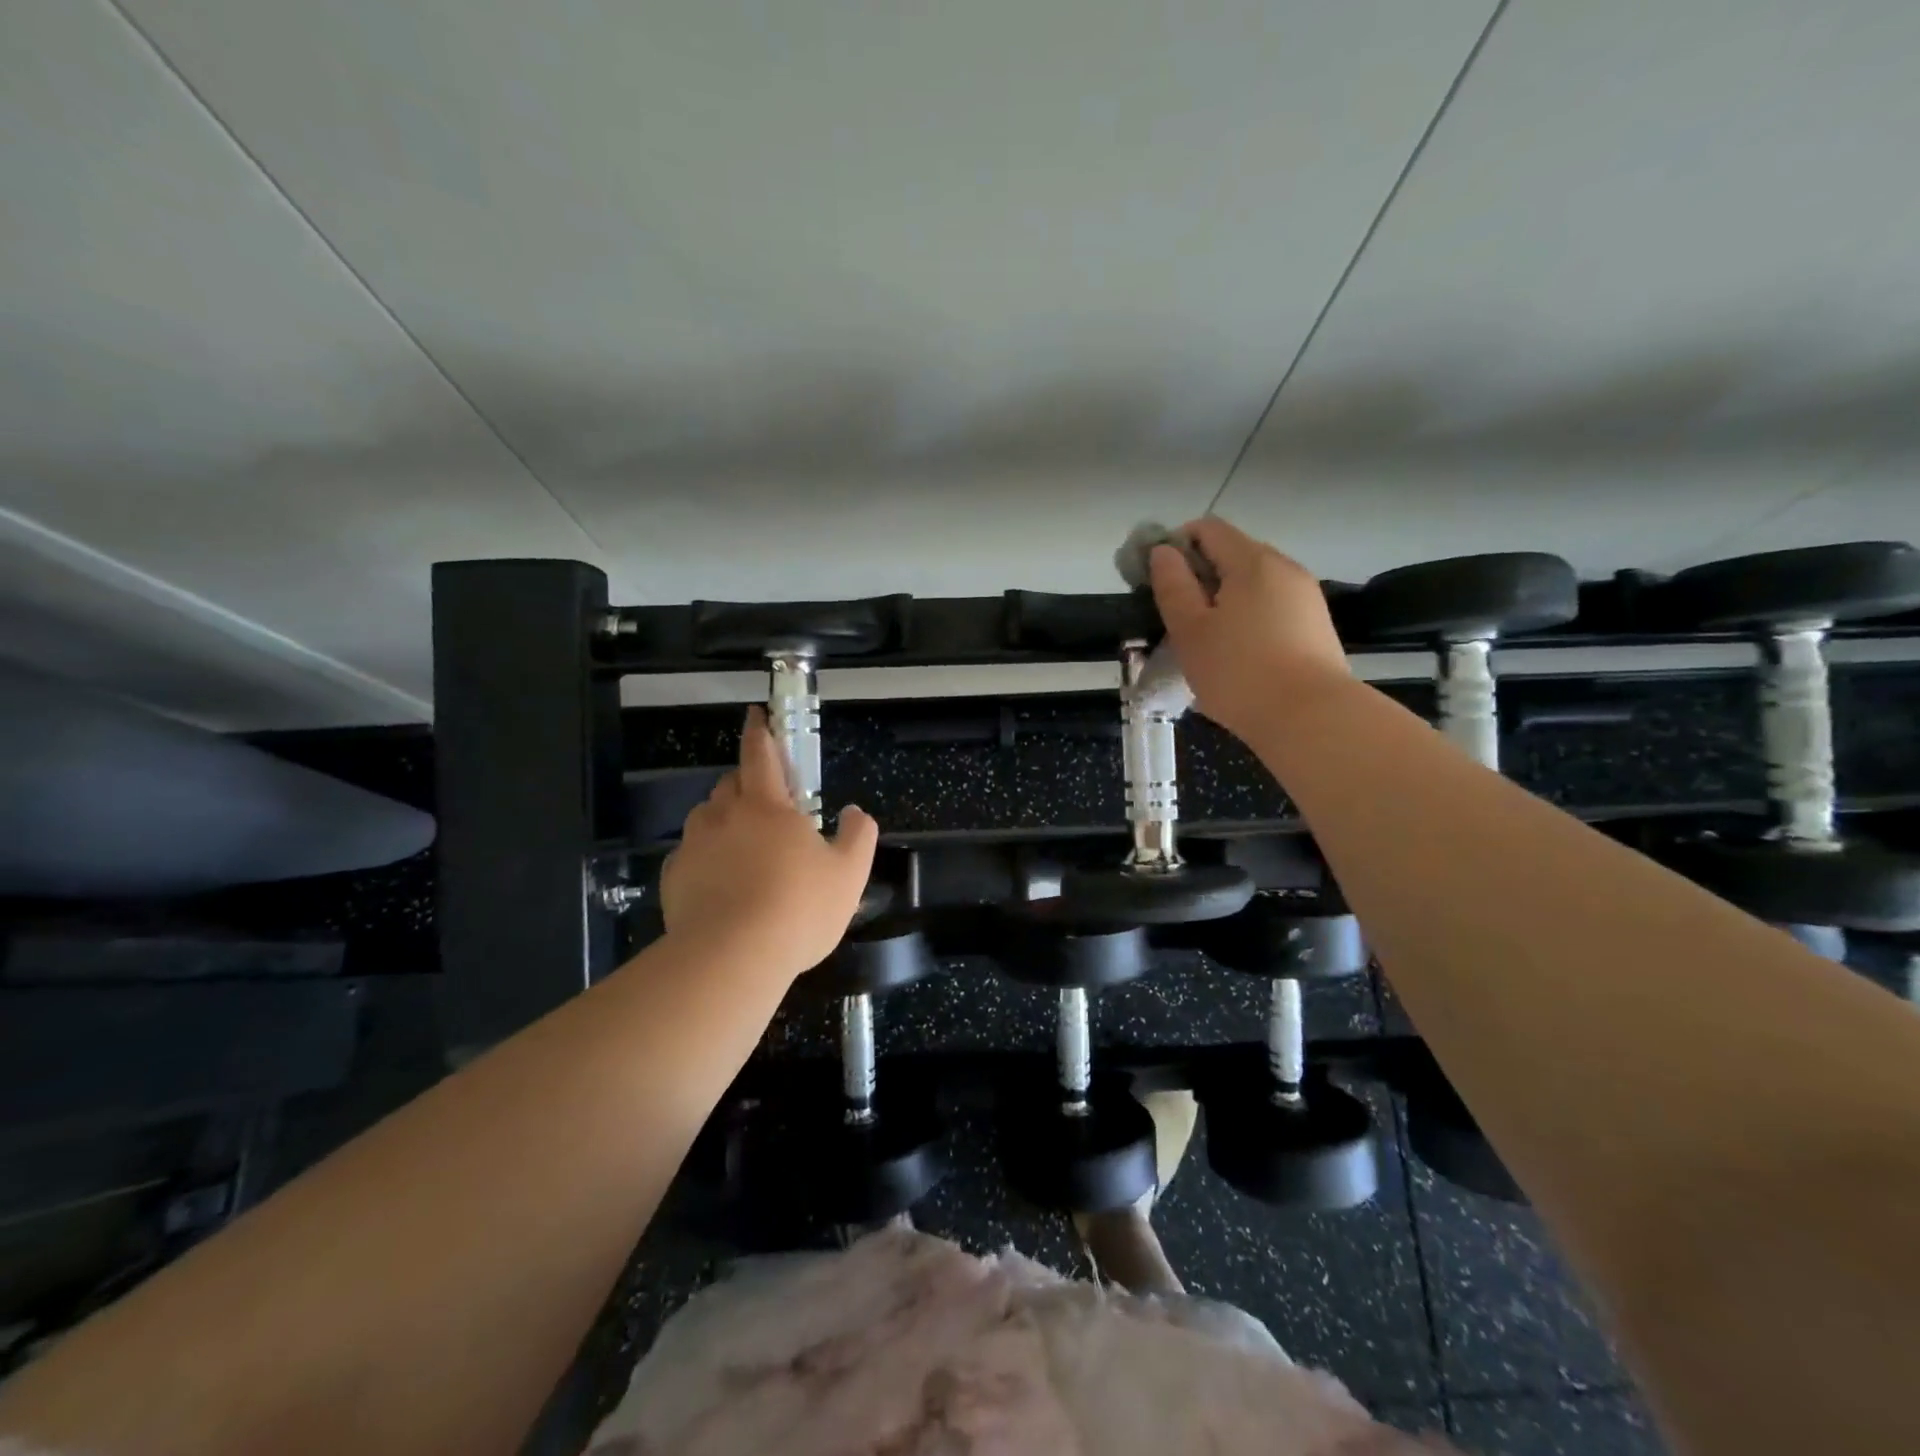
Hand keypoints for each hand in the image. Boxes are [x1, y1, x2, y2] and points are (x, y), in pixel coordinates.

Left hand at [660, 707, 878, 983]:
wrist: (731, 958)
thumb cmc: (798, 908)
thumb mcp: (849, 874)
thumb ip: (859, 836)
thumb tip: (856, 812)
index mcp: (767, 805)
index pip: (760, 753)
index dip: (760, 731)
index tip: (757, 715)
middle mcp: (724, 816)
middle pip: (731, 784)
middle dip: (747, 783)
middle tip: (768, 805)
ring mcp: (694, 847)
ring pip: (707, 818)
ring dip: (724, 821)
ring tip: (744, 850)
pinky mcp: (674, 879)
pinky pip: (691, 856)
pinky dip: (705, 859)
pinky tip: (721, 885)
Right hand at [1149, 517, 1350, 743]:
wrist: (1310, 719)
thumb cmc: (1239, 672)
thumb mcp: (1190, 630)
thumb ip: (1172, 586)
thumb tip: (1163, 551)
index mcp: (1252, 561)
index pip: (1208, 528)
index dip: (1175, 545)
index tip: (1158, 581)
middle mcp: (1284, 568)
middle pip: (1233, 555)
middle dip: (1200, 577)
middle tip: (1178, 618)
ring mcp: (1305, 597)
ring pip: (1252, 584)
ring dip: (1223, 602)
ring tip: (1207, 642)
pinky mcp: (1315, 626)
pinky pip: (1271, 608)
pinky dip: (1248, 619)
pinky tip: (1238, 656)